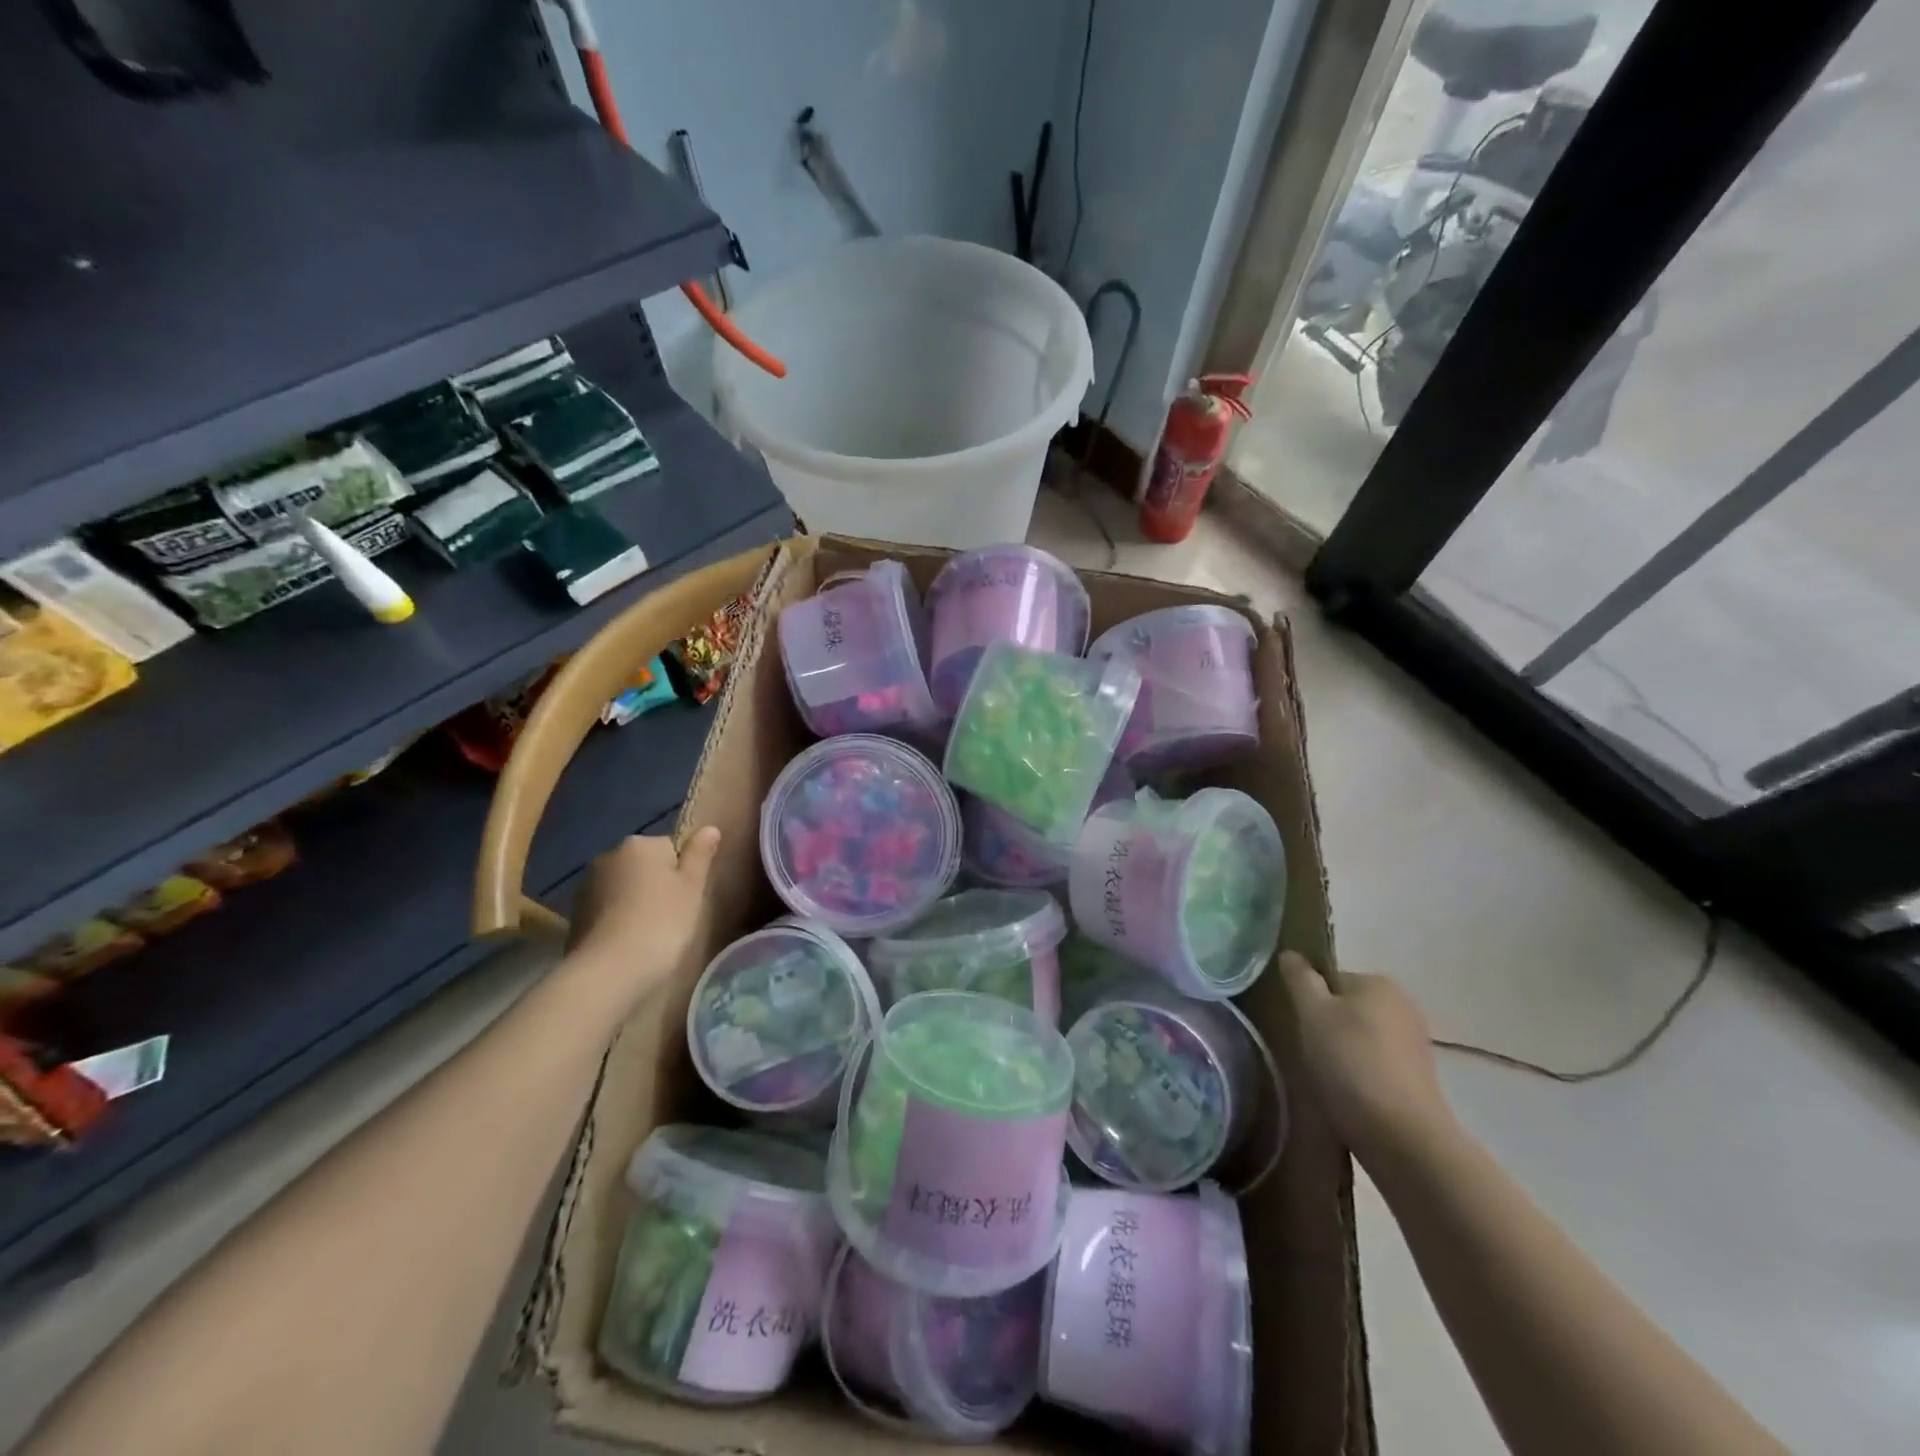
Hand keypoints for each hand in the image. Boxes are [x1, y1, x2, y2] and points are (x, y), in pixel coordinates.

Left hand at [564, 827, 721, 1018]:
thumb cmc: (662, 922)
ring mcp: (587, 885)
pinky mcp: (575, 914)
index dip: (683, 873)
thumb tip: (710, 828)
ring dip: (635, 902)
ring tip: (649, 934)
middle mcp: (609, 856)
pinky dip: (617, 920)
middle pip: (644, 865)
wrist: (609, 971)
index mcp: (640, 844)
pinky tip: (627, 943)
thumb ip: (700, 855)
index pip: (670, 848)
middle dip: (656, 885)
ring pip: (623, 887)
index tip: (687, 899)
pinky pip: (606, 910)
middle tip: (672, 916)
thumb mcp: (692, 887)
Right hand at [1278, 952, 1455, 1167]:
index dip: (1308, 1001)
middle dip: (1325, 1027)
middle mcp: (1403, 1005)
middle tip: (1306, 1053)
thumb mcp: (1312, 1012)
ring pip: (1359, 1038)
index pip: (1328, 979)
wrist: (1402, 1136)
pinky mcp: (1418, 1079)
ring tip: (1324, 1079)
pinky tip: (1347, 1095)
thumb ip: (1299, 978)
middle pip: (1345, 1008)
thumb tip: (1291, 954)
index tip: (1298, 1026)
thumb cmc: (1350, 1062)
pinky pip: (1374, 1065)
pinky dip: (1359, 1075)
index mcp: (1378, 982)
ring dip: (1341, 1053)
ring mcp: (1414, 1044)